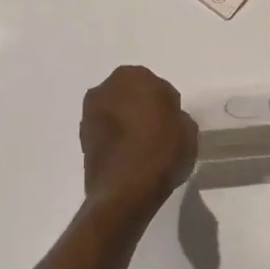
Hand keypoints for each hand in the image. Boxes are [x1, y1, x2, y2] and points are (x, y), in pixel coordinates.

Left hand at [80, 66, 198, 212]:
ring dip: (125, 122)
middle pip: (131, 94)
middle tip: (157, 131)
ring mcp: (90, 112)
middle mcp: (106, 88)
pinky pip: (106, 131)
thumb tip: (166, 120)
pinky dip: (115, 138)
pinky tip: (128, 156)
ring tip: (141, 147)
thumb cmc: (161, 152)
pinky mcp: (81, 137)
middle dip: (141, 108)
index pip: (157, 86)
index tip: (172, 123)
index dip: (166, 105)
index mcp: (134, 77)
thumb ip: (177, 116)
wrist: (125, 191)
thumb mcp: (188, 131)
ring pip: (115, 111)